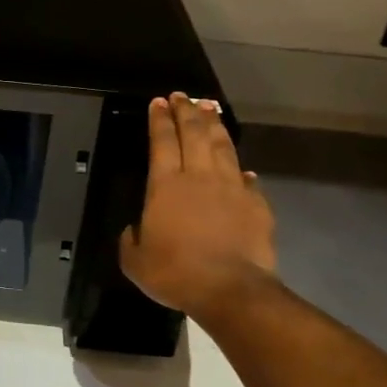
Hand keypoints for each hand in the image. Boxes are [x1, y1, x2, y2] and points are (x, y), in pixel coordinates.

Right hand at [120, 93, 277, 321]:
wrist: (230, 290)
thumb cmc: (175, 272)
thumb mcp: (134, 261)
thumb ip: (131, 239)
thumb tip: (135, 229)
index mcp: (166, 185)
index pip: (161, 141)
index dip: (159, 119)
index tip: (158, 102)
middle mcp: (199, 176)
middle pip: (194, 133)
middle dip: (186, 111)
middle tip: (182, 96)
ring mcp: (231, 188)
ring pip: (222, 146)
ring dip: (214, 126)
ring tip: (210, 109)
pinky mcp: (256, 204)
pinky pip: (247, 179)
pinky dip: (241, 169)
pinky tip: (242, 167)